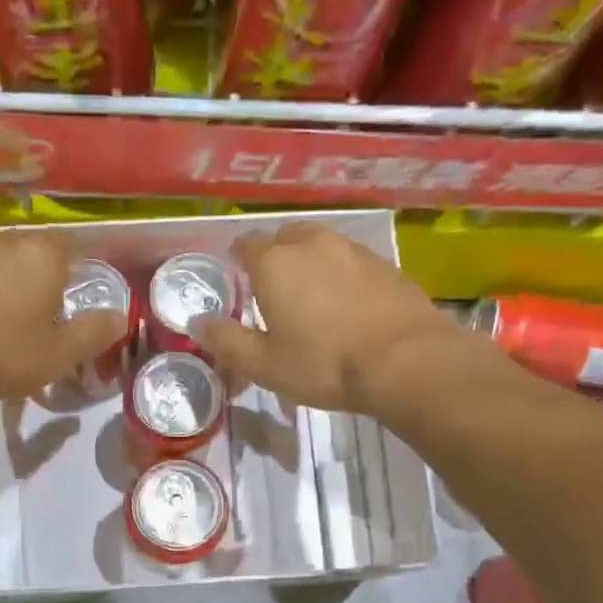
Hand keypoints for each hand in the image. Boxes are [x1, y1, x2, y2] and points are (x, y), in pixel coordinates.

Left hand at [0, 229, 126, 404]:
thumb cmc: (4, 353)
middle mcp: (2, 243)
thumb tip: (121, 317)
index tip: (75, 286)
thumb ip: (94, 332)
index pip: (69, 245)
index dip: (76, 264)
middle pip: (28, 249)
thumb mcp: (60, 354)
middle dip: (36, 271)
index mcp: (41, 257)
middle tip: (38, 305)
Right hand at [194, 223, 504, 412]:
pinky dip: (342, 276)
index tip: (237, 279)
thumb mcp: (264, 364)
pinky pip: (350, 262)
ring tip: (312, 298)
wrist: (405, 361)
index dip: (237, 260)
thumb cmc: (323, 363)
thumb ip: (226, 340)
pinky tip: (347, 306)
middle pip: (284, 238)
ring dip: (311, 264)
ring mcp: (352, 249)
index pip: (245, 245)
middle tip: (274, 292)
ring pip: (321, 247)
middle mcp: (311, 244)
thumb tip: (197, 323)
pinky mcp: (384, 264)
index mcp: (274, 263)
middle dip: (275, 258)